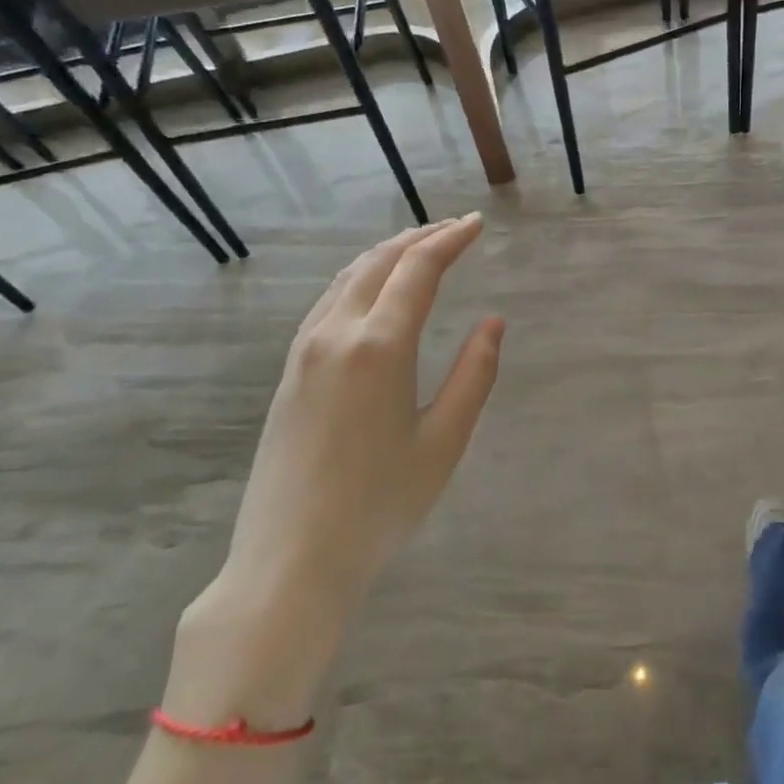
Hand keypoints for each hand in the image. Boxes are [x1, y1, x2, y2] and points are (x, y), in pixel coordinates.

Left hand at [169, 216, 502, 725]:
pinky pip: (328, 303)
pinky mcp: (290, 373)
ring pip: (347, 279)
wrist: (290, 560)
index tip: (476, 224)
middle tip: (455, 229)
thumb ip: (475, 375)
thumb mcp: (444, 441)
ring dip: (387, 255)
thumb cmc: (380, 504)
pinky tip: (373, 293)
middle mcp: (335, 335)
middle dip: (419, 238)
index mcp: (379, 347)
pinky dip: (360, 280)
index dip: (450, 240)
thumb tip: (493, 323)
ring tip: (419, 249)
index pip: (417, 270)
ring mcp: (304, 352)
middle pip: (378, 263)